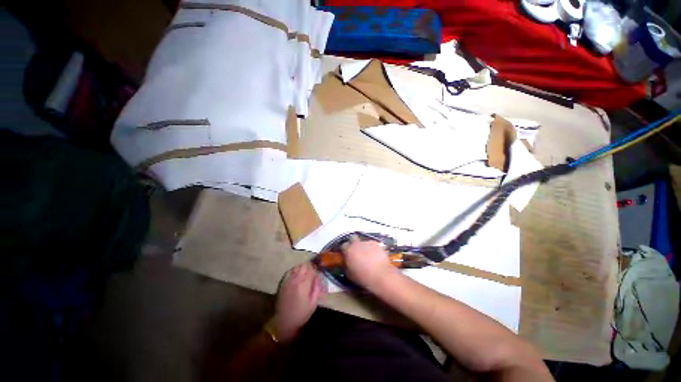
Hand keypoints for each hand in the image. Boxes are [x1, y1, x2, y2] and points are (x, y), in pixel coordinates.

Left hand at [271, 262, 323, 342]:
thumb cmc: (301, 314)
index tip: (317, 274)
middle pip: (304, 266)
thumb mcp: (313, 303)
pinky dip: (294, 271)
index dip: (315, 270)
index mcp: (304, 284)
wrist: (283, 321)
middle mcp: (295, 279)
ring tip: (304, 275)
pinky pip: (289, 271)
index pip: (312, 270)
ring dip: (301, 269)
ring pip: (296, 267)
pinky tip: (296, 277)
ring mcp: (287, 279)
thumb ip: (317, 288)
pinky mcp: (282, 282)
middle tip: (311, 275)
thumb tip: (318, 277)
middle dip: (309, 268)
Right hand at [341, 235, 398, 290]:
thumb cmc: (364, 277)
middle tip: (356, 251)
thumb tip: (346, 263)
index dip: (344, 250)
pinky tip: (374, 256)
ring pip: (363, 241)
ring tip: (367, 255)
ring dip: (363, 246)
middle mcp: (357, 243)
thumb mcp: (350, 274)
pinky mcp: (376, 243)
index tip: (346, 254)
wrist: (381, 275)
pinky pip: (371, 244)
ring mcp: (367, 242)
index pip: (343, 245)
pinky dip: (372, 248)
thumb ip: (346, 265)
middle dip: (353, 243)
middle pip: (352, 238)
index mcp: (348, 250)